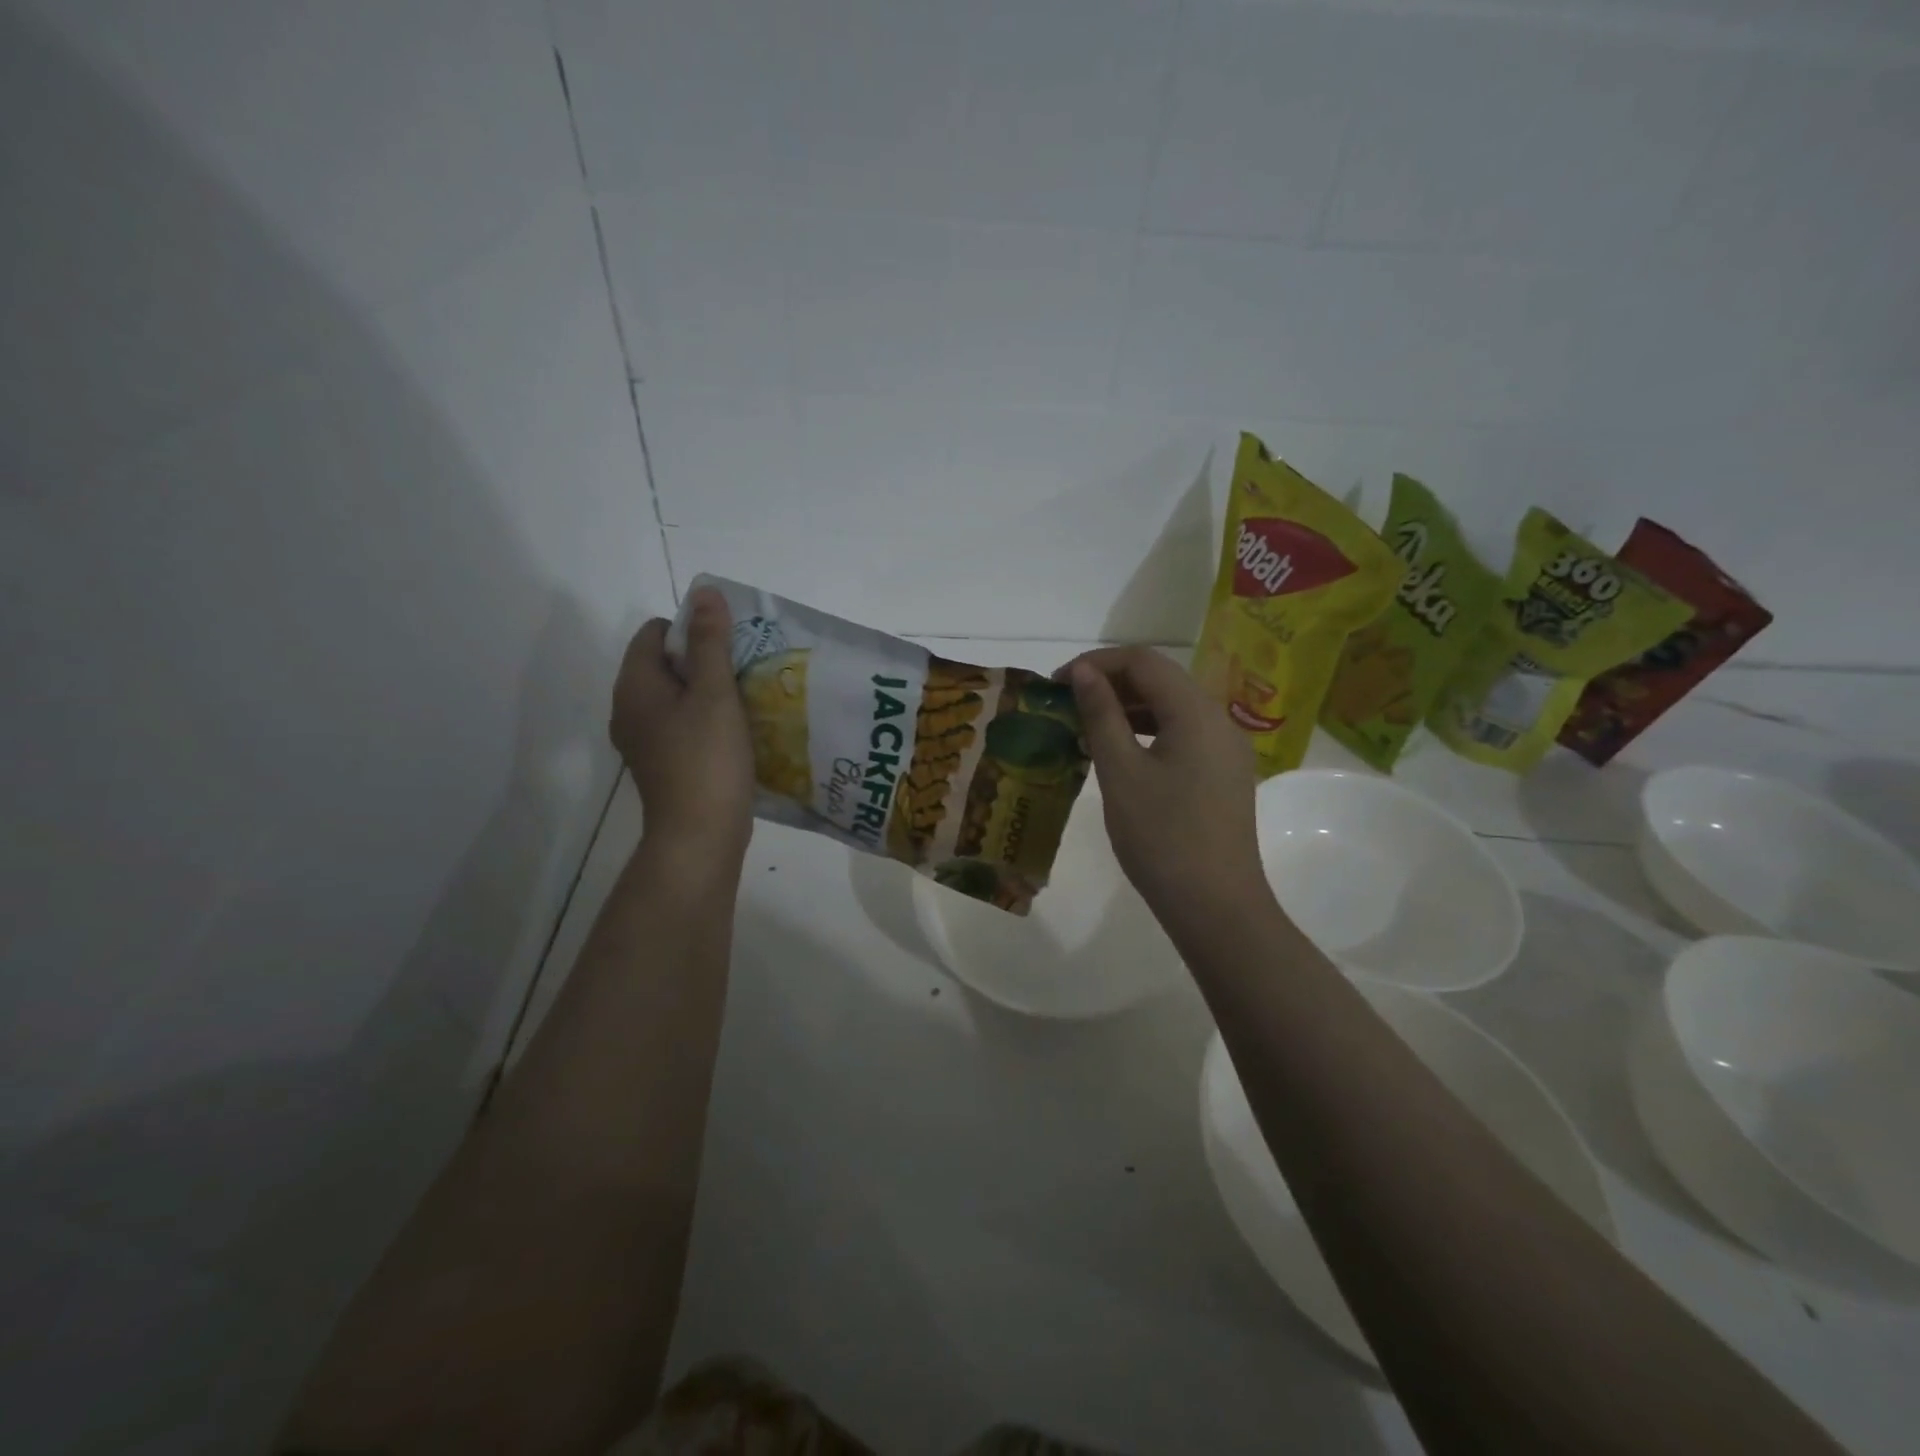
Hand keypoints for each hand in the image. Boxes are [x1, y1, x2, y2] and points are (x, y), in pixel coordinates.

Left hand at [611, 587, 754, 866]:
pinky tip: (736, 734)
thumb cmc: (707, 759)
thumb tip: (705, 592)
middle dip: (705, 662)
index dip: (693, 631)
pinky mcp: (662, 764)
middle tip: (744, 673)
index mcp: (635, 685)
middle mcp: (629, 709)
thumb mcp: (714, 693)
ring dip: (708, 693)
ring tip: (747, 701)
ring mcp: (643, 740)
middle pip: (666, 665)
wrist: (699, 836)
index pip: (656, 633)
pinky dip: (705, 721)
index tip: (730, 650)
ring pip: (676, 698)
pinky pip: (681, 726)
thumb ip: (711, 642)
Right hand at [1058, 646, 1268, 925]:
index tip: (1056, 684)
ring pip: (1171, 708)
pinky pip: (1182, 735)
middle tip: (1065, 705)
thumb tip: (1083, 672)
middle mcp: (1218, 719)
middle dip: (1110, 683)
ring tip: (1084, 728)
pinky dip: (1147, 733)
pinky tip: (1118, 753)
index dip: (1096, 663)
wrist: (1216, 906)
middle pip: (1161, 679)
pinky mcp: (1223, 773)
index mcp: (1196, 711)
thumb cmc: (1161, 837)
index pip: (1143, 661)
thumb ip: (1102, 714)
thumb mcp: (1121, 772)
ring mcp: (1226, 748)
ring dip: (1127, 708)